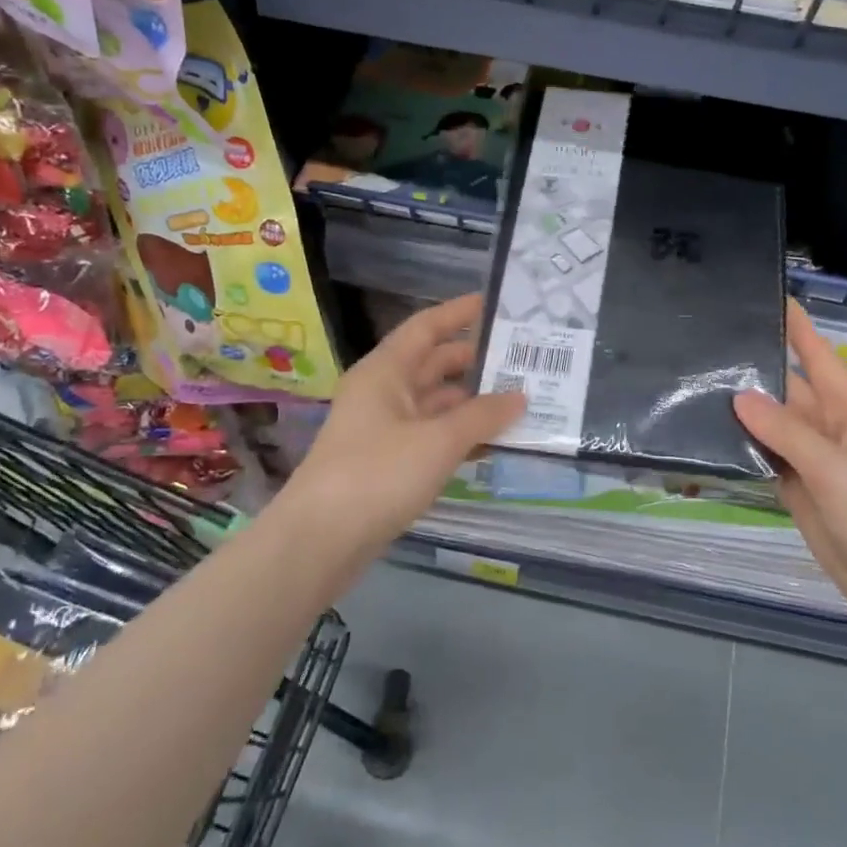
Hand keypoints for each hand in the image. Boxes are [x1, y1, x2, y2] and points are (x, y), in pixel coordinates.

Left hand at [290, 293, 524, 556]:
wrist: (321, 541)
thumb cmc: (378, 473)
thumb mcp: (438, 441)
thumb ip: (483, 416)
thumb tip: (520, 397)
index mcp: (386, 371)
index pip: (426, 327)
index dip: (459, 313)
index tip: (498, 305)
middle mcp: (383, 392)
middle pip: (434, 365)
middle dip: (477, 361)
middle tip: (525, 359)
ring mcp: (384, 429)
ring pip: (436, 403)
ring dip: (474, 403)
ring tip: (522, 400)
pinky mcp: (389, 462)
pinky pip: (432, 436)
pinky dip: (461, 435)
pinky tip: (495, 442)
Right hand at [734, 302, 846, 631]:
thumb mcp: (837, 469)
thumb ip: (787, 431)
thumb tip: (739, 396)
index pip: (818, 355)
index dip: (795, 325)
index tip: (763, 295)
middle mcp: (830, 428)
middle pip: (788, 388)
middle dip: (753, 368)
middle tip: (704, 345)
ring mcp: (813, 462)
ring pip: (772, 425)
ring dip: (741, 411)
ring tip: (693, 384)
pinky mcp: (799, 491)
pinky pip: (767, 459)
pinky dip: (742, 449)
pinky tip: (708, 436)